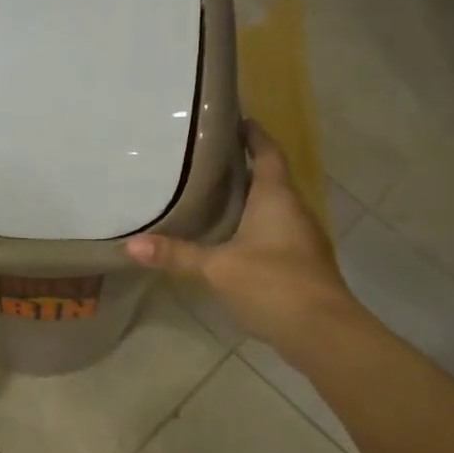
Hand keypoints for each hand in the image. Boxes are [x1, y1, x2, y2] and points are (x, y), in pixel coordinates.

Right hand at [125, 121, 353, 351]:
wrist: (323, 332)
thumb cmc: (273, 284)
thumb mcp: (217, 268)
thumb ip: (177, 255)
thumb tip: (131, 246)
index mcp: (277, 197)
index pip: (267, 152)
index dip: (254, 135)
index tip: (236, 119)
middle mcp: (294, 210)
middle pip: (270, 179)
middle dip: (243, 169)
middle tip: (206, 162)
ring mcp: (302, 239)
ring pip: (273, 209)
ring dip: (248, 201)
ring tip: (212, 199)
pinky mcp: (302, 265)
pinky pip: (275, 234)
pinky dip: (254, 230)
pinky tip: (231, 242)